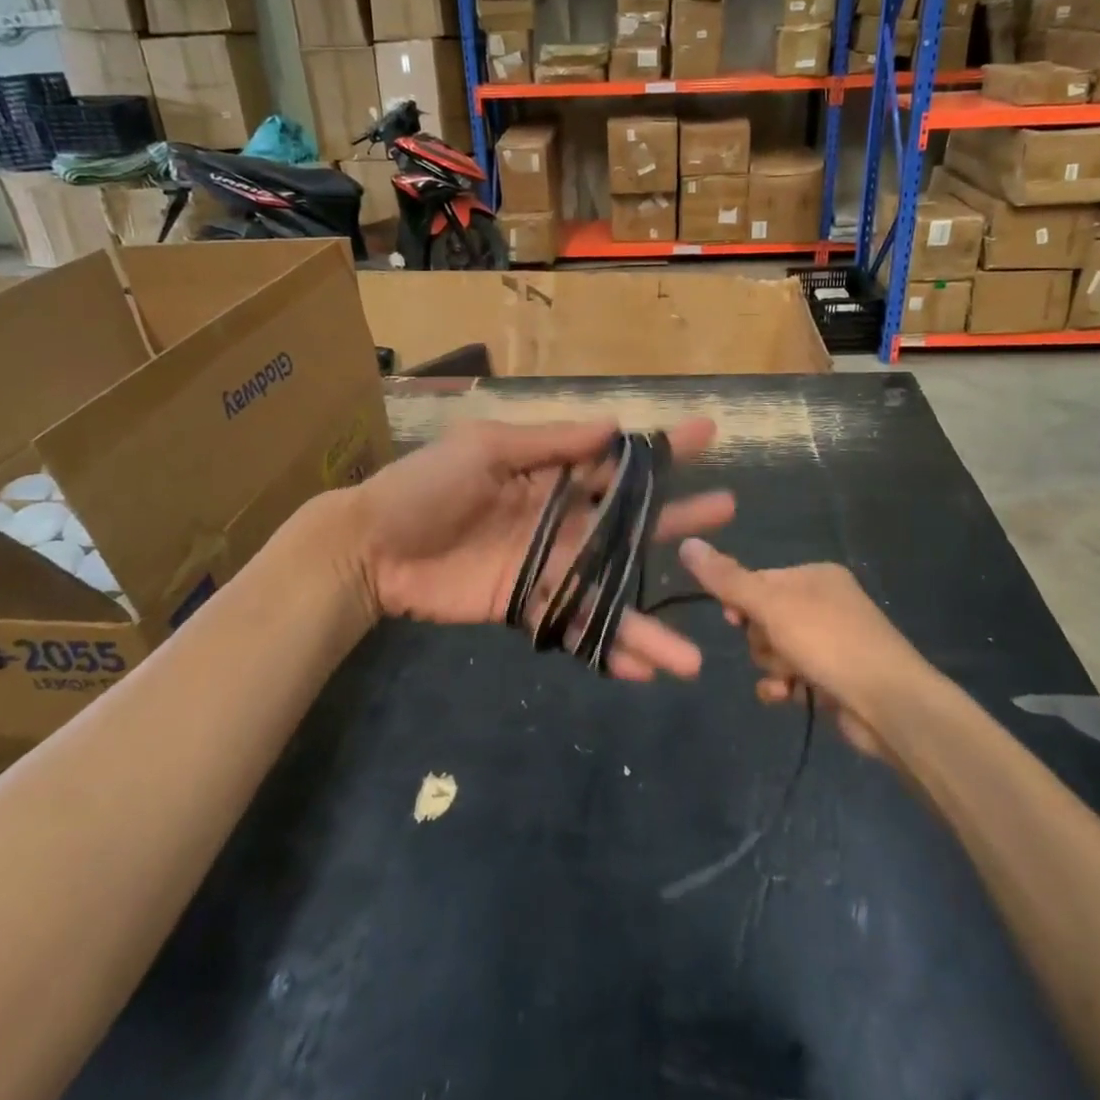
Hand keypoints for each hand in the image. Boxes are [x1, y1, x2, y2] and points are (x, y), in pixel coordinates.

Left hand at [350, 417, 733, 680]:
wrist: (371, 547)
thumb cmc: (425, 486)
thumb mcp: (484, 447)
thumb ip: (548, 441)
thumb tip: (612, 427)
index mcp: (551, 473)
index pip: (617, 459)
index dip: (661, 448)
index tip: (707, 434)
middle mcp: (561, 519)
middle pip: (630, 521)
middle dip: (678, 516)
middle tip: (728, 511)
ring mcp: (548, 566)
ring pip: (611, 589)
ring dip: (652, 620)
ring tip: (698, 652)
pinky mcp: (528, 605)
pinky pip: (574, 627)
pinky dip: (606, 650)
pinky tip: (642, 672)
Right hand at [678, 539, 931, 757]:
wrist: (890, 705)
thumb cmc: (829, 642)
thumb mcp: (771, 605)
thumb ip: (727, 579)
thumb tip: (686, 543)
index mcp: (815, 576)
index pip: (758, 579)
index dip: (739, 600)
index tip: (733, 618)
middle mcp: (825, 603)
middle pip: (764, 617)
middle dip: (760, 639)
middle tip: (773, 649)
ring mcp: (832, 642)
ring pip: (774, 649)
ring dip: (771, 666)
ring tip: (788, 678)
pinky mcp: (834, 678)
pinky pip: (791, 676)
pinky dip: (784, 686)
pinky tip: (786, 697)